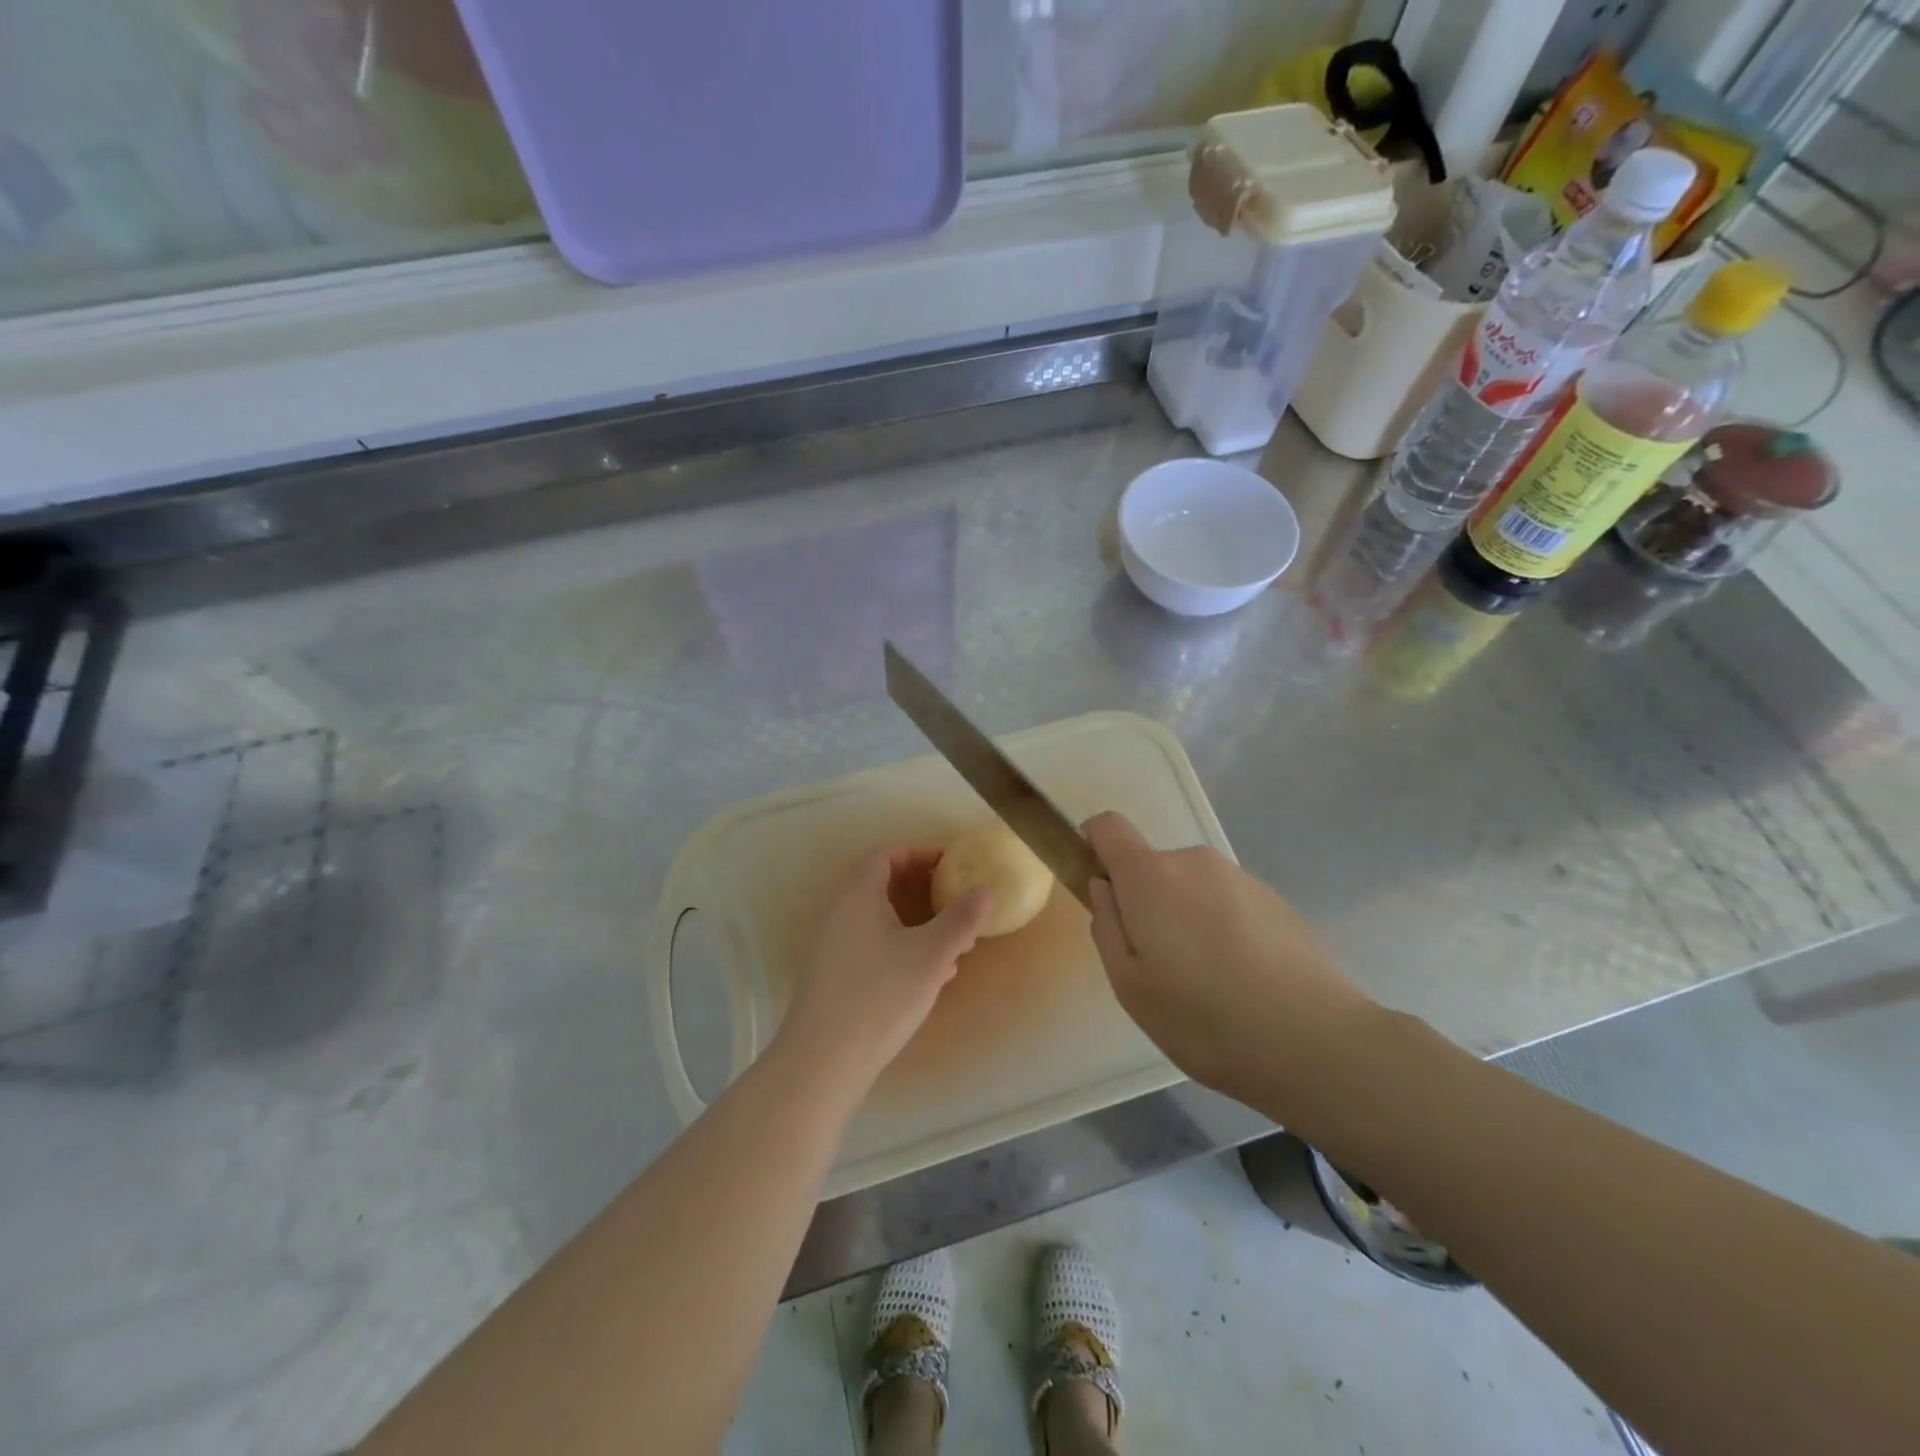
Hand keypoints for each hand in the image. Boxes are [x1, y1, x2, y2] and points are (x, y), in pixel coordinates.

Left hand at [776, 848, 992, 1092]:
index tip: (950, 865)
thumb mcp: (931, 955)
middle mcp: (839, 914)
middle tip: (954, 904)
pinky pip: (870, 947)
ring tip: (950, 946)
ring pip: (878, 921)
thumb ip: (961, 920)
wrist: (824, 1060)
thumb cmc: (881, 995)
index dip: (918, 854)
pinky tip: (926, 978)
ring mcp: (830, 947)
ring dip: (914, 925)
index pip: (886, 856)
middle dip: (922, 893)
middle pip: (882, 887)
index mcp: (858, 896)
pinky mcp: (831, 978)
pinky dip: (899, 949)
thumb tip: (985, 891)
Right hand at [1083, 812, 1374, 1105]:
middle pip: (1152, 866)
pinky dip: (1221, 929)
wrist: (1315, 1042)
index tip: (1099, 889)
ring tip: (1206, 982)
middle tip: (1158, 965)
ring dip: (1185, 918)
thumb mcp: (1130, 985)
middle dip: (1144, 902)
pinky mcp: (1275, 900)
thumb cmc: (1204, 1017)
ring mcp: (1240, 878)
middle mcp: (1195, 862)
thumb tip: (1104, 887)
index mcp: (1151, 875)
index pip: (1108, 826)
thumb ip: (1106, 925)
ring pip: (1191, 887)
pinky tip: (1242, 981)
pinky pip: (1227, 903)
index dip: (1093, 846)